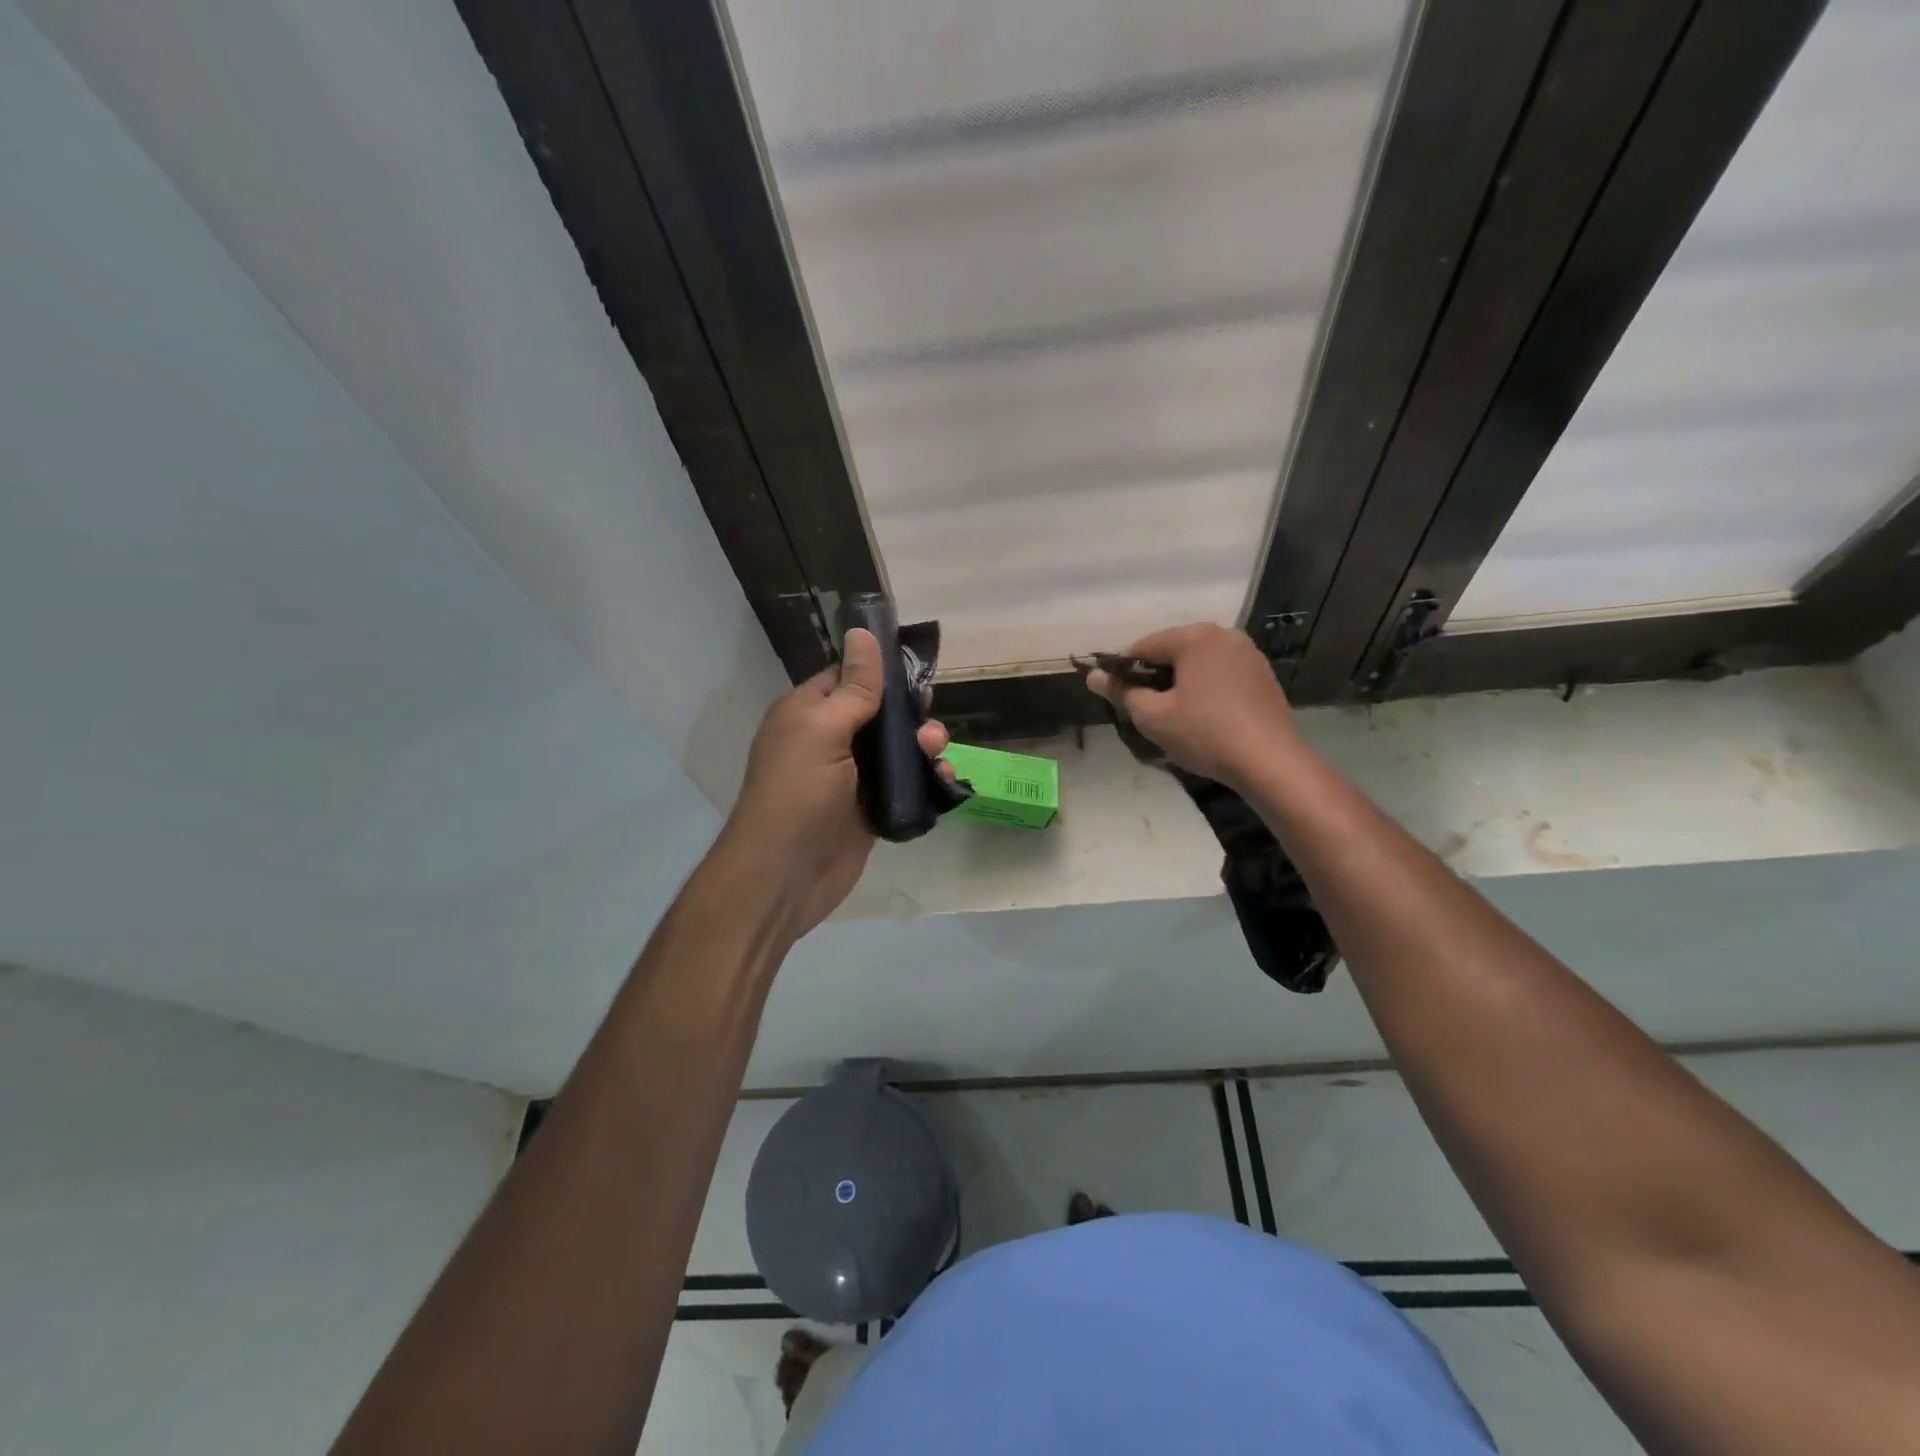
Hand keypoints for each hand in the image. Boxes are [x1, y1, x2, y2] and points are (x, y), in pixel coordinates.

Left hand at [722, 628, 950, 935]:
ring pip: (898, 750)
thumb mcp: (823, 731)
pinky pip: (906, 785)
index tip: (917, 670)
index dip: (880, 671)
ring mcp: (852, 778)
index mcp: (808, 714)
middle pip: (880, 713)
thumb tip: (863, 631)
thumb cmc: (798, 793)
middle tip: (929, 720)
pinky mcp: (872, 810)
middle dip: (910, 713)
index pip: (847, 677)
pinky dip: (927, 780)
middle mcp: (829, 741)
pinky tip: (944, 780)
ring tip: (937, 752)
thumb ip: (853, 687)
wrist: (785, 876)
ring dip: (923, 746)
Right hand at [1085, 623, 1295, 789]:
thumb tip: (1093, 676)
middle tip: (1143, 708)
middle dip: (1154, 675)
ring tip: (1172, 713)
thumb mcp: (1153, 716)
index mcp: (1195, 637)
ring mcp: (1248, 653)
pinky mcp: (1262, 675)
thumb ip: (1121, 692)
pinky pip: (1221, 673)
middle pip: (1173, 651)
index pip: (1144, 646)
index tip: (1115, 695)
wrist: (1269, 761)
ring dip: (1180, 682)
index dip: (1123, 670)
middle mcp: (1224, 635)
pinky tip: (1203, 715)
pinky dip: (1205, 687)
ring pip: (1198, 663)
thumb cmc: (1204, 734)